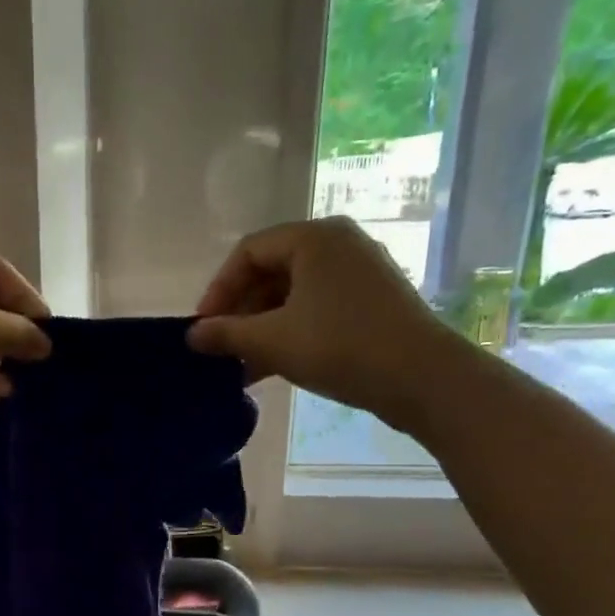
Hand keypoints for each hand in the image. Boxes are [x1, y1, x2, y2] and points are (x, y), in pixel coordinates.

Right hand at [187, 217, 469, 434]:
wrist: (423, 378)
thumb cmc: (340, 347)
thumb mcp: (273, 341)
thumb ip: (226, 334)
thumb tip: (192, 335)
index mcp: (314, 238)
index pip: (248, 252)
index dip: (218, 289)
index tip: (202, 328)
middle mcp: (338, 245)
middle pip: (271, 272)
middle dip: (240, 313)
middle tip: (220, 348)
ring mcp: (359, 273)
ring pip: (293, 295)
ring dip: (262, 329)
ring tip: (240, 366)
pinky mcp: (372, 302)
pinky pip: (317, 309)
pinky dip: (290, 333)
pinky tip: (272, 368)